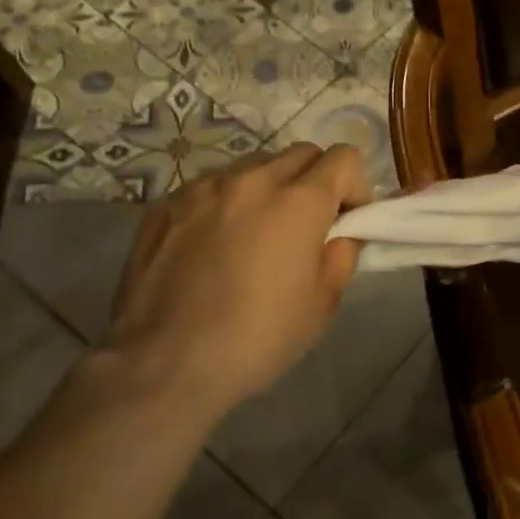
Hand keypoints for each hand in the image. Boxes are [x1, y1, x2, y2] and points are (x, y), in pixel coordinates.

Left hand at [103, 143, 371, 415]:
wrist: (164, 364)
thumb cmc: (258, 338)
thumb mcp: (323, 304)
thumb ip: (342, 254)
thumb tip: (339, 234)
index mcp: (299, 202)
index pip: (345, 158)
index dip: (356, 187)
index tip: (347, 222)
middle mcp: (252, 180)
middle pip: (301, 154)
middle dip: (316, 181)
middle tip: (308, 226)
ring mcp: (202, 188)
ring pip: (254, 166)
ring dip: (269, 188)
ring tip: (257, 234)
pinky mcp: (165, 205)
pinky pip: (211, 188)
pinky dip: (226, 204)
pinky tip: (214, 247)